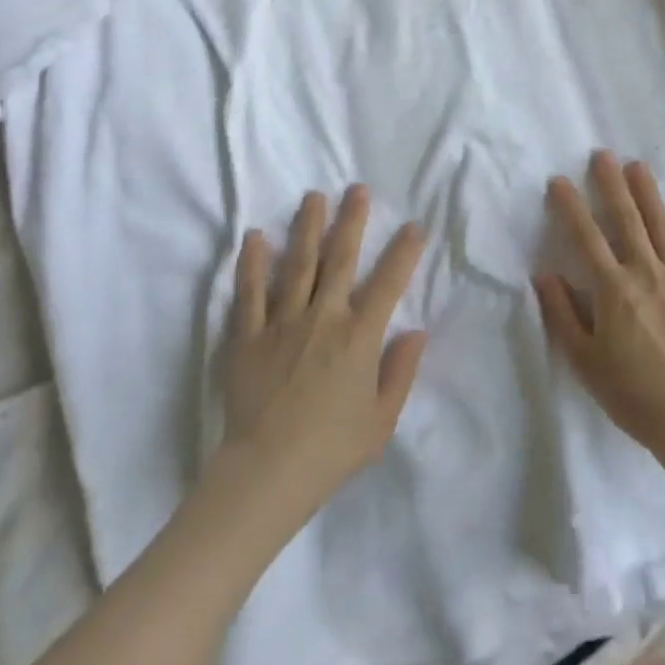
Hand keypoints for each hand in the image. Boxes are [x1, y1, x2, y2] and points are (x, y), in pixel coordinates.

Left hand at [222, 186, 427, 506]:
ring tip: (313, 196)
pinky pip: (250, 293)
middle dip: (351, 220)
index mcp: (358, 337)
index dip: (403, 252)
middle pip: (339, 259)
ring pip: (297, 264)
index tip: (413, 226)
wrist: (265, 475)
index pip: (388, 283)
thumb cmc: (330, 451)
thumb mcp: (380, 422)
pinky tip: (255, 237)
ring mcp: (282, 323)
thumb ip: (400, 373)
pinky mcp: (248, 336)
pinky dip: (252, 264)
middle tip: (357, 189)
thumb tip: (416, 332)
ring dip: (306, 227)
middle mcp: (323, 318)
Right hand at [535, 153, 664, 459]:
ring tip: (638, 165)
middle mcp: (646, 272)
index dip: (571, 206)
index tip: (559, 180)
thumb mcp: (584, 360)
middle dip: (612, 184)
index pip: (586, 237)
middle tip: (603, 154)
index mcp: (613, 288)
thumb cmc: (632, 394)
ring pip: (662, 226)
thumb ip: (562, 313)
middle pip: (626, 219)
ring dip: (649, 193)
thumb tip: (543, 274)